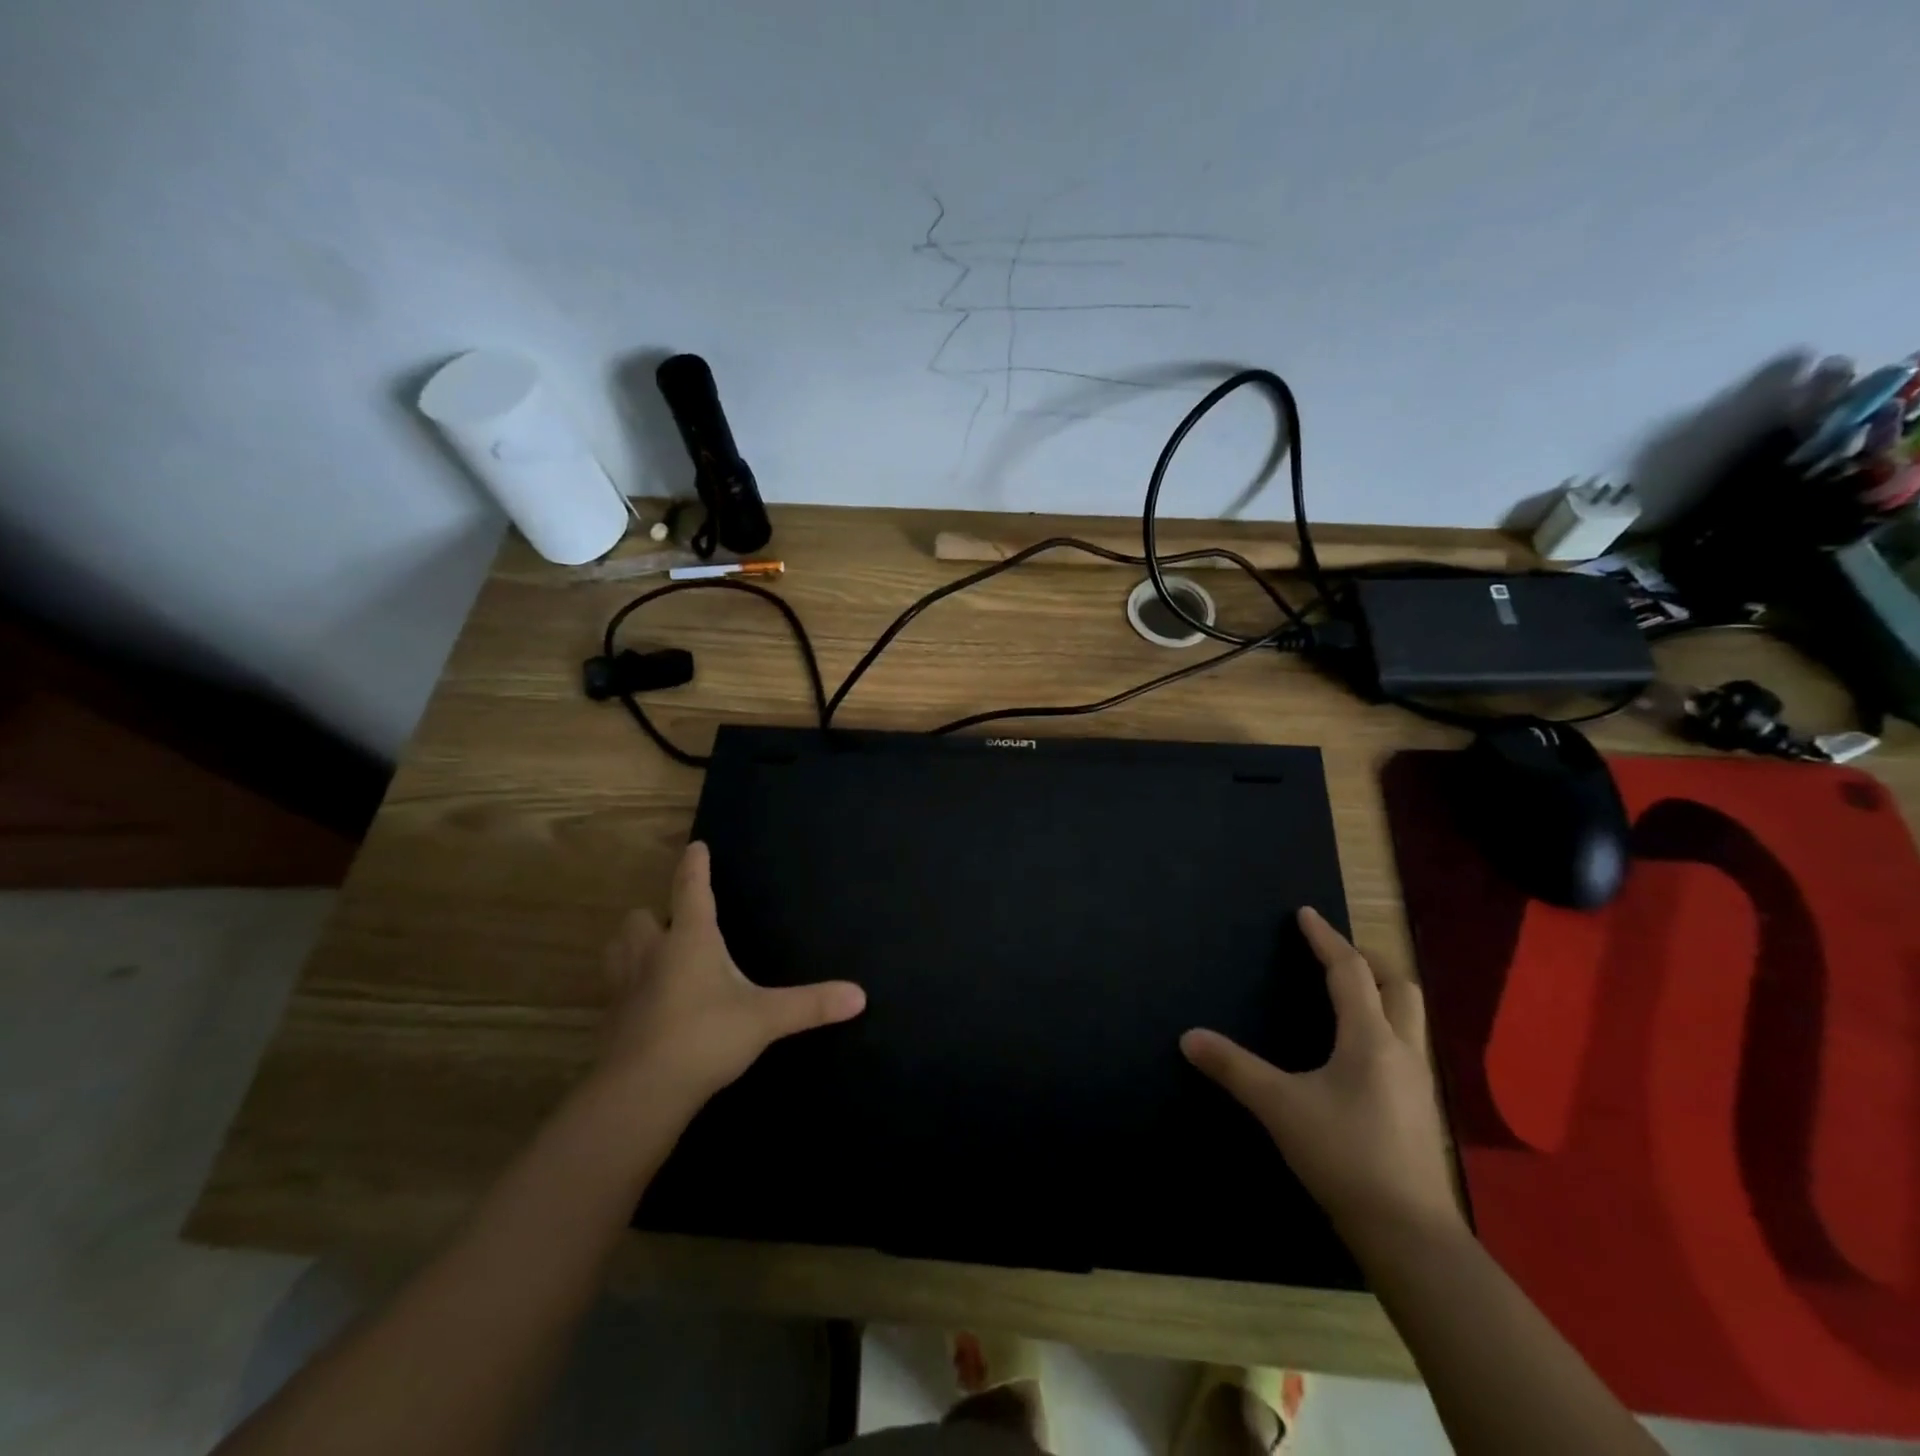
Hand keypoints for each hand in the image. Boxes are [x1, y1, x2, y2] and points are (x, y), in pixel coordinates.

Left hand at [599, 842, 865, 1103]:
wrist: (640, 1092)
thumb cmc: (705, 1037)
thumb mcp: (765, 1019)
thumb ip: (810, 1004)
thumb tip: (860, 995)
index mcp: (690, 940)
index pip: (691, 889)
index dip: (695, 865)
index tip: (696, 845)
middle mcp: (652, 954)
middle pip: (640, 918)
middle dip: (654, 915)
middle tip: (674, 925)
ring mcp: (625, 987)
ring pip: (618, 949)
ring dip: (632, 945)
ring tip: (653, 955)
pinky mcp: (611, 1020)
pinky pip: (615, 990)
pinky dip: (628, 988)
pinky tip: (645, 1005)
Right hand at [1181, 907, 1462, 1251]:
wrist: (1409, 1235)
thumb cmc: (1344, 1156)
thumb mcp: (1280, 1107)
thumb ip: (1234, 1068)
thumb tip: (1188, 1036)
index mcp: (1369, 1038)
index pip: (1349, 971)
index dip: (1326, 939)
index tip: (1306, 914)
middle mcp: (1402, 1050)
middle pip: (1399, 985)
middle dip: (1369, 959)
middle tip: (1335, 953)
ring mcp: (1418, 1081)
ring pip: (1410, 1016)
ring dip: (1383, 991)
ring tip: (1349, 993)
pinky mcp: (1420, 1109)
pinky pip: (1407, 1045)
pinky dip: (1385, 1025)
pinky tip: (1360, 1051)